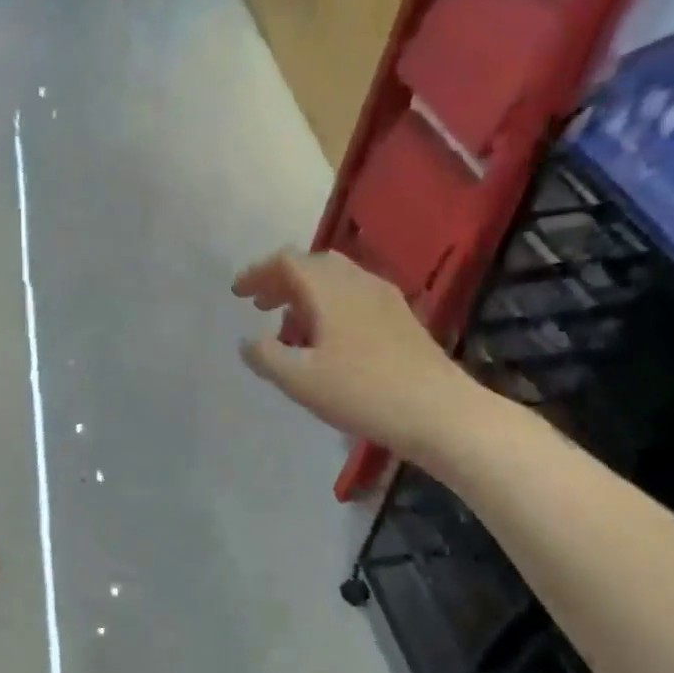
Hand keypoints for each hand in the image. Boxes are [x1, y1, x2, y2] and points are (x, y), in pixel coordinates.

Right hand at [232, 248, 485, 459]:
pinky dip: (329, 305)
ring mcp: (384, 298)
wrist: (435, 410)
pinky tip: (326, 339)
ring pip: (336, 280)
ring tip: (288, 326)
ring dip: (306, 294)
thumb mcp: (299, 380)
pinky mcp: (399, 318)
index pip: (288, 262)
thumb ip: (266, 356)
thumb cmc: (360, 392)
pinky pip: (354, 296)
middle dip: (282, 281)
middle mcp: (359, 282)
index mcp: (331, 290)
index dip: (258, 273)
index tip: (237, 293)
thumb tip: (247, 341)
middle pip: (314, 265)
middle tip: (260, 306)